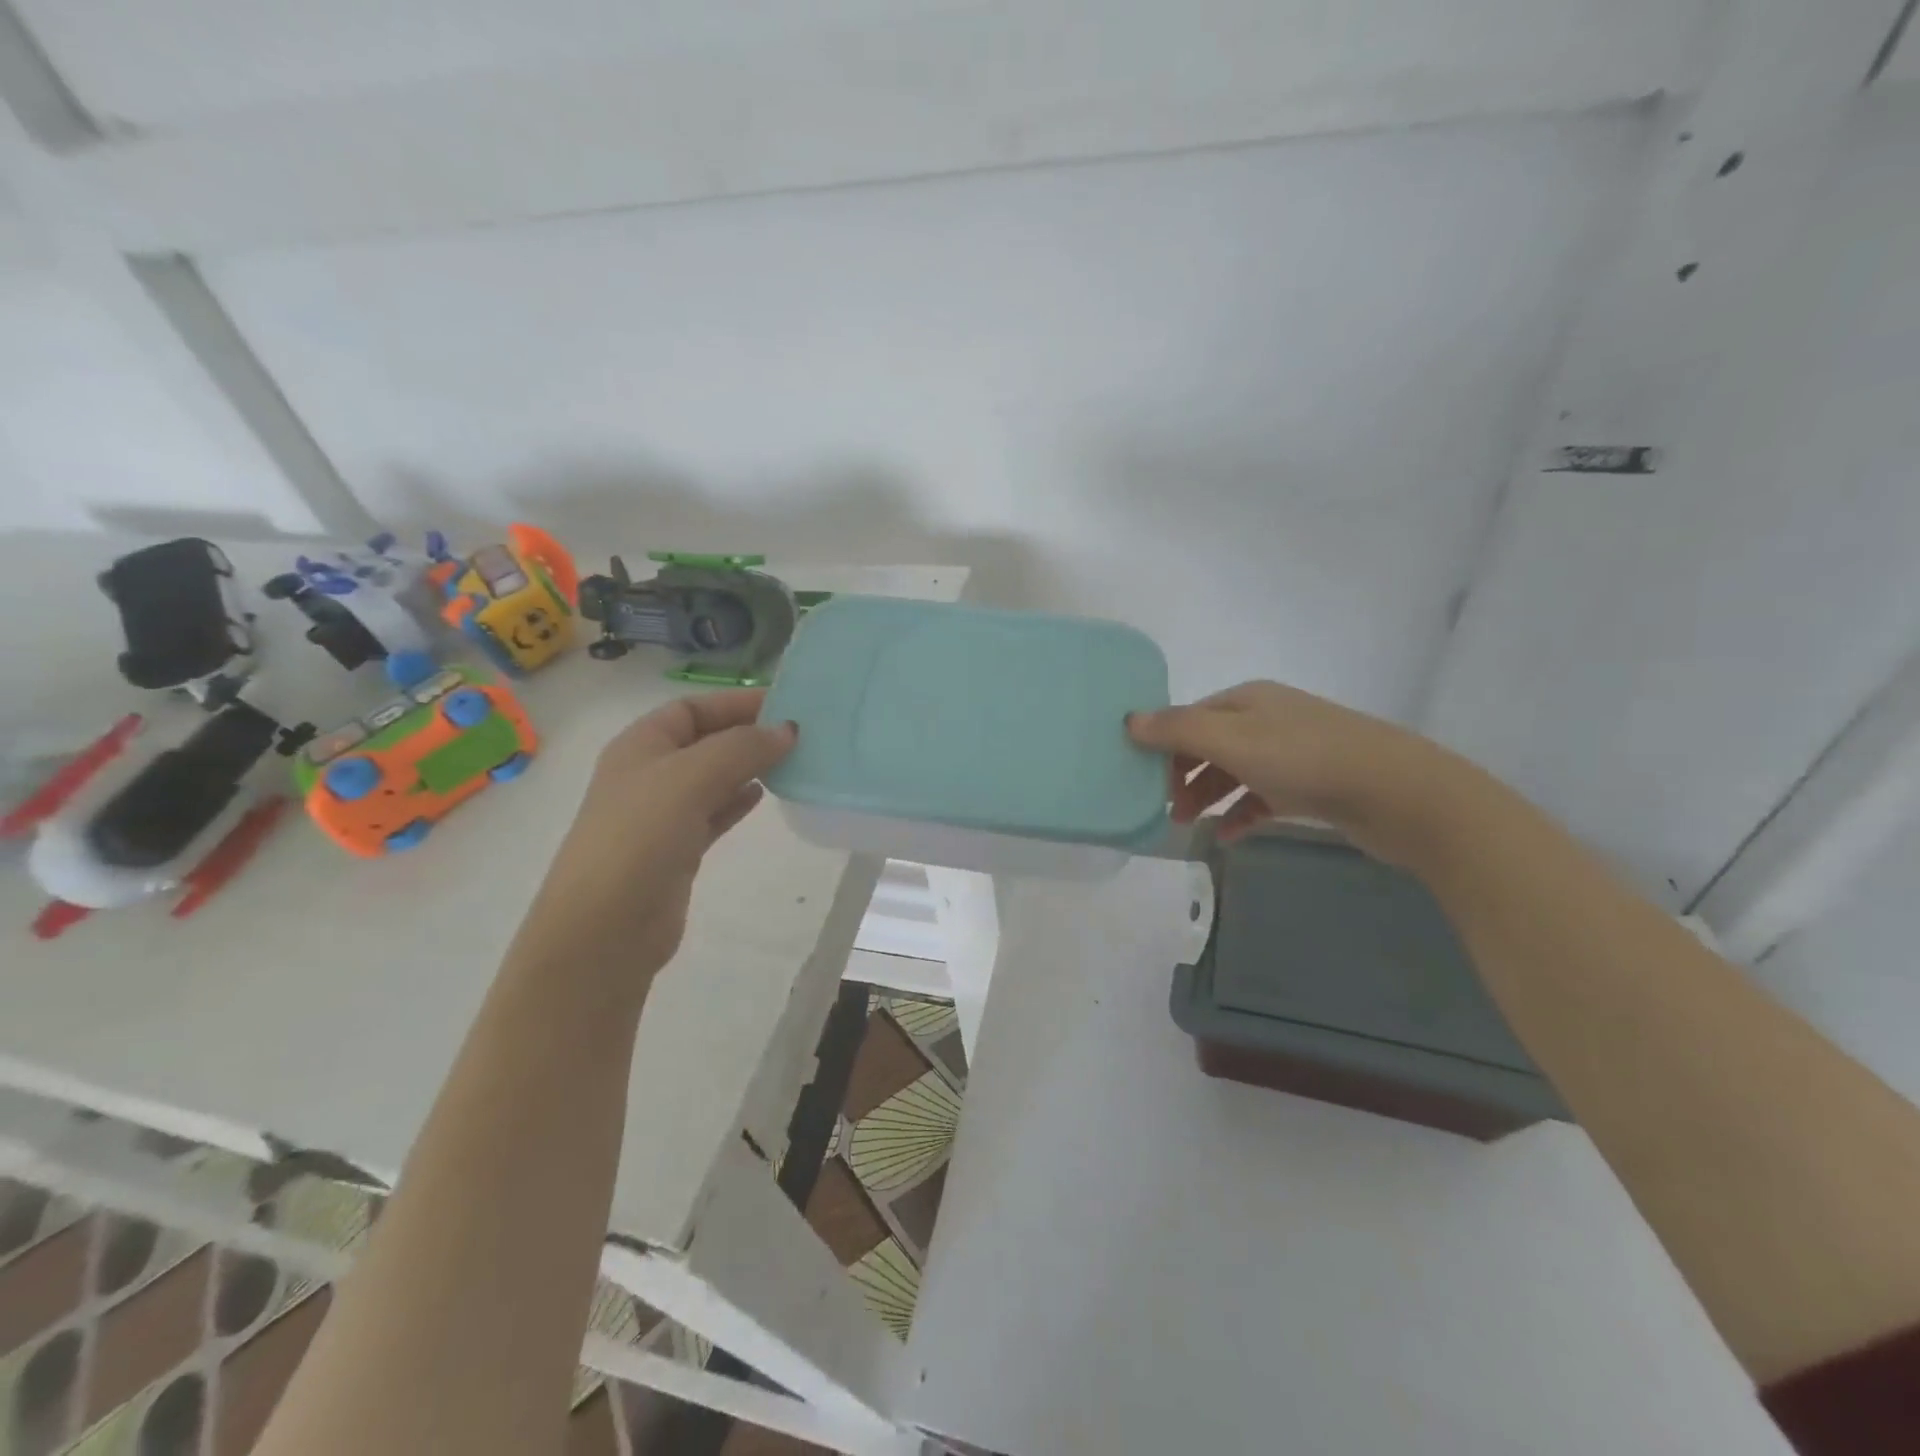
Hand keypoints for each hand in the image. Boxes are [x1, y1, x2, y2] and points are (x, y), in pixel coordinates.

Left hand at [510, 689, 796, 980]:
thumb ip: (741, 748)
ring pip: (712, 778)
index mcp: (640, 746)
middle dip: (746, 734)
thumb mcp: (691, 777)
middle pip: (704, 741)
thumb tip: (787, 730)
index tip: (784, 705)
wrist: (606, 927)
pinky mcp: (676, 849)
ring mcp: (660, 815)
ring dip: (748, 767)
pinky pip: (713, 813)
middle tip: (798, 735)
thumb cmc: (641, 836)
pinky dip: (738, 801)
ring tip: (791, 762)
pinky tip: (765, 796)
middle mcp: (648, 774)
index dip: (735, 702)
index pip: (691, 708)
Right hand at [1126, 680, 1455, 862]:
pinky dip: (1240, 813)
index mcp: (1247, 701)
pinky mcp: (1310, 786)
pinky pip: (1262, 798)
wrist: (1398, 793)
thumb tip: (1129, 720)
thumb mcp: (1233, 740)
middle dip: (1182, 774)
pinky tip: (1228, 835)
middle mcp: (1267, 720)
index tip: (1141, 779)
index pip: (1189, 717)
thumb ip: (1178, 730)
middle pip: (1209, 744)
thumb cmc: (1305, 759)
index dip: (1162, 745)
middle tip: (1165, 808)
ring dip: (1207, 795)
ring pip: (1234, 772)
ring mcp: (1291, 753)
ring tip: (1188, 824)